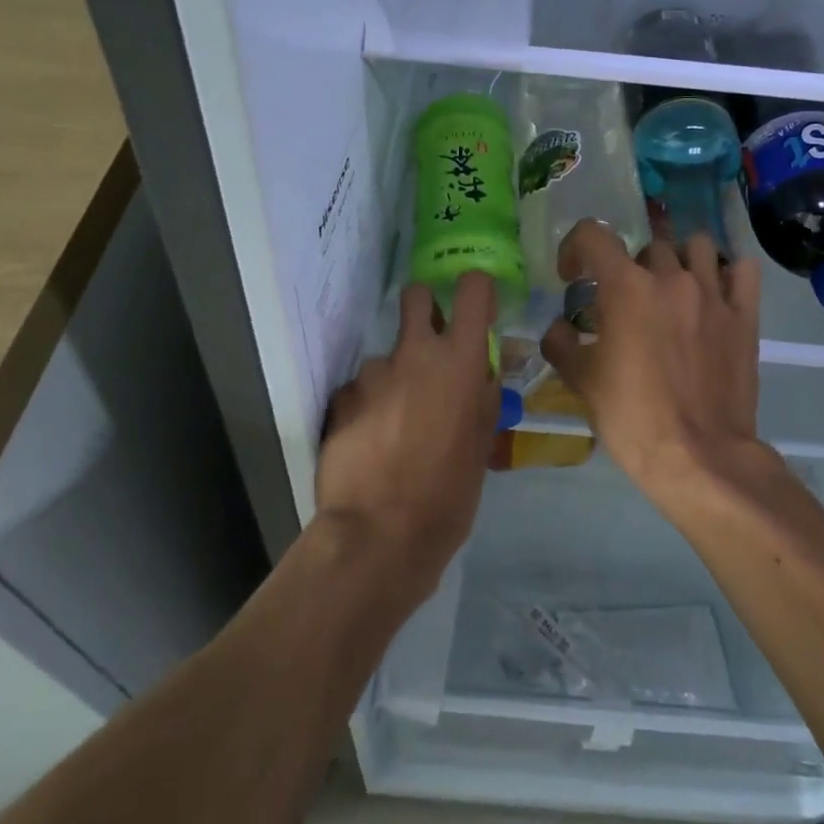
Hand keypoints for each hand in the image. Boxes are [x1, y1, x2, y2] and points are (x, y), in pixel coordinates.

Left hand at [315, 272, 499, 598]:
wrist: (379, 534)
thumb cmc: (447, 495)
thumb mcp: (481, 447)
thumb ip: (482, 399)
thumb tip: (482, 374)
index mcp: (459, 362)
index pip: (473, 290)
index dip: (476, 290)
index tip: (477, 306)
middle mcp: (414, 354)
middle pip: (417, 296)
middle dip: (425, 308)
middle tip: (429, 347)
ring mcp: (372, 374)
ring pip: (387, 357)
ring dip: (394, 379)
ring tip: (396, 427)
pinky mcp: (340, 397)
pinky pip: (361, 390)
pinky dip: (367, 407)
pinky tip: (371, 443)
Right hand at [541, 221, 780, 514]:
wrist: (699, 457)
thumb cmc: (632, 417)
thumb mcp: (581, 381)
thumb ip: (561, 343)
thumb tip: (561, 328)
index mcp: (626, 288)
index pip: (594, 234)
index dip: (575, 247)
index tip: (573, 276)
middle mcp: (671, 278)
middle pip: (647, 245)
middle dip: (628, 267)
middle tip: (624, 301)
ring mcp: (714, 294)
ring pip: (697, 245)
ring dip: (678, 259)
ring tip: (671, 289)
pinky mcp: (745, 316)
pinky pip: (741, 270)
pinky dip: (726, 272)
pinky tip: (715, 292)